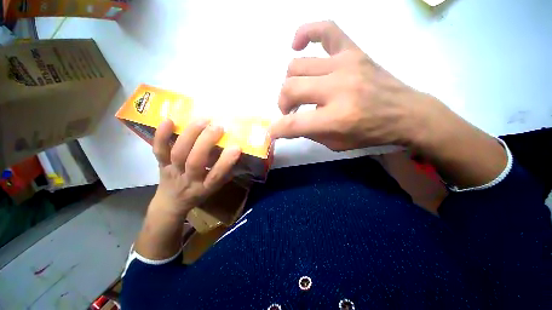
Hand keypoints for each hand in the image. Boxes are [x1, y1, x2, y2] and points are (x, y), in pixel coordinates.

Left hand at [150, 119, 241, 219]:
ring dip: (190, 135)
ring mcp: (172, 171)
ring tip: (202, 121)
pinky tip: (169, 120)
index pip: (216, 176)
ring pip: (178, 153)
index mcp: (205, 187)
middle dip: (206, 142)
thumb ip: (224, 172)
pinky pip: (159, 150)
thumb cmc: (199, 192)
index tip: (236, 147)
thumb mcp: (215, 188)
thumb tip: (235, 152)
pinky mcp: (160, 164)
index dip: (226, 162)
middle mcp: (188, 179)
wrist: (171, 202)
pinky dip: (161, 135)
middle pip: (195, 161)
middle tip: (218, 127)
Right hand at [269, 21, 447, 150]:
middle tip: (289, 111)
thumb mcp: (336, 144)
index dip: (277, 130)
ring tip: (298, 92)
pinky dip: (306, 32)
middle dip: (282, 104)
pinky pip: (325, 29)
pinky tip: (297, 44)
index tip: (272, 132)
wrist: (405, 113)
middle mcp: (338, 88)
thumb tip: (289, 125)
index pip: (293, 124)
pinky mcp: (353, 51)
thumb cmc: (369, 133)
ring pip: (297, 66)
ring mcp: (345, 65)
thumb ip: (309, 134)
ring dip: (290, 83)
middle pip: (290, 89)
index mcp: (336, 118)